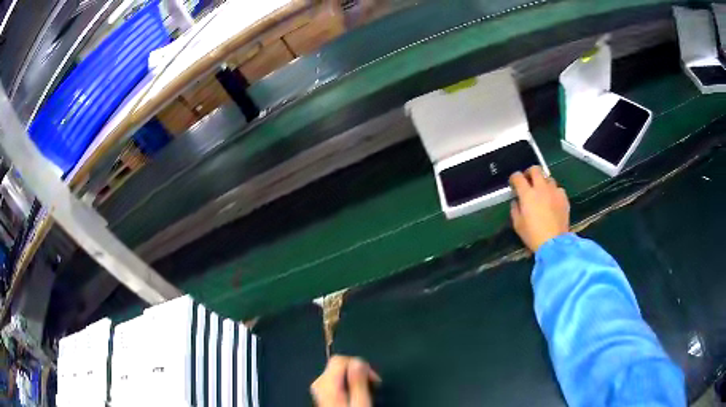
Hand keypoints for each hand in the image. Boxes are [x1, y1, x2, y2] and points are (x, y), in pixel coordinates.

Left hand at [311, 355, 380, 406]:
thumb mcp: (360, 402)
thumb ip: (358, 380)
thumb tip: (358, 361)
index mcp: (327, 383)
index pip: (340, 359)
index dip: (359, 364)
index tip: (372, 377)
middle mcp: (319, 383)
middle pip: (338, 364)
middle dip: (358, 370)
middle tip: (372, 383)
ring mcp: (319, 388)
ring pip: (338, 371)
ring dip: (354, 377)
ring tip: (366, 390)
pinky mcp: (323, 393)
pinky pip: (336, 379)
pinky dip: (348, 382)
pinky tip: (356, 393)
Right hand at [509, 166, 569, 251]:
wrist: (554, 243)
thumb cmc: (533, 235)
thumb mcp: (518, 225)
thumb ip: (515, 209)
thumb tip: (516, 201)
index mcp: (527, 194)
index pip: (518, 177)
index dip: (514, 178)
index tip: (513, 183)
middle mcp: (541, 188)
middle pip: (535, 169)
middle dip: (530, 172)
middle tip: (528, 180)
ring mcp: (554, 191)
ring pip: (548, 178)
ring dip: (543, 182)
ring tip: (542, 191)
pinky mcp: (563, 197)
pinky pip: (558, 188)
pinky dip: (554, 191)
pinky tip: (552, 200)